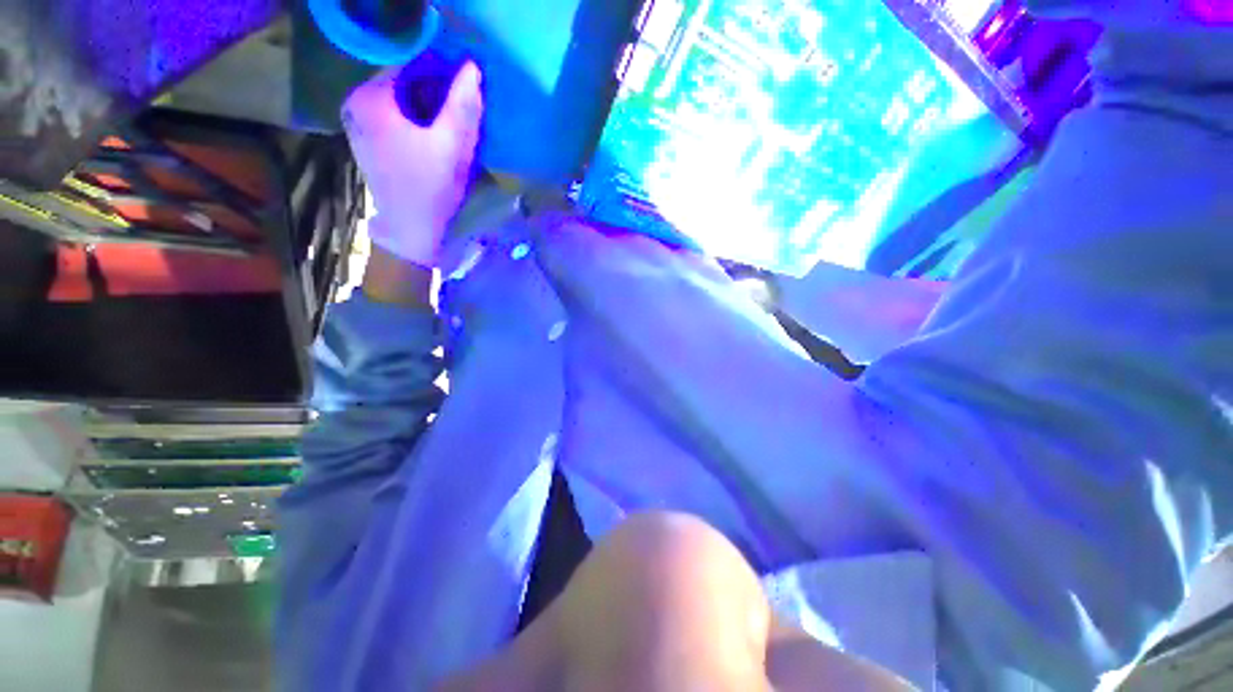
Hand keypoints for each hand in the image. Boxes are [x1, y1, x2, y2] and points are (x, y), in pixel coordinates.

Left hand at [342, 61, 483, 266]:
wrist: (411, 230)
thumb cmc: (431, 188)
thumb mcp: (452, 145)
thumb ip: (462, 105)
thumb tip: (472, 67)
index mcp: (371, 97)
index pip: (409, 61)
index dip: (440, 69)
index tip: (464, 84)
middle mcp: (356, 101)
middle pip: (402, 80)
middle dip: (434, 88)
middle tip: (462, 106)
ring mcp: (358, 120)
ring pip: (399, 98)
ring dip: (427, 104)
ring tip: (451, 121)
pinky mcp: (366, 138)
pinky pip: (394, 114)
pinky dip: (415, 117)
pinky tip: (433, 133)